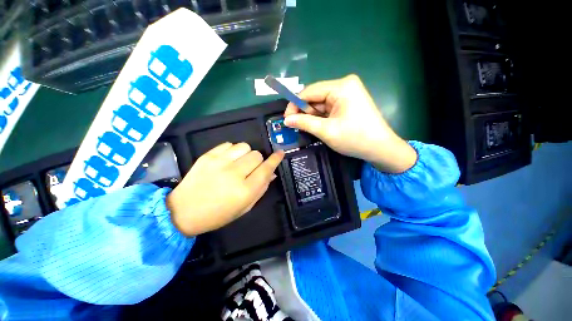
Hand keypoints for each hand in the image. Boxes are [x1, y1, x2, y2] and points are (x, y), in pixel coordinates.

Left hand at [167, 142, 283, 236]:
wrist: (183, 211)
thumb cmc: (218, 214)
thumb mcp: (245, 207)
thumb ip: (261, 189)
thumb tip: (272, 173)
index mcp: (245, 190)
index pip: (266, 169)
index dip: (275, 159)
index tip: (280, 153)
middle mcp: (234, 174)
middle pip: (257, 155)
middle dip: (258, 161)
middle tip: (250, 169)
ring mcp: (219, 163)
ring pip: (244, 146)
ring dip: (246, 154)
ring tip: (238, 162)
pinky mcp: (207, 156)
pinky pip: (229, 144)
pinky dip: (232, 150)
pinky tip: (227, 160)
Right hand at [284, 74, 416, 172]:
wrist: (381, 148)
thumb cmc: (354, 138)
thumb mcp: (326, 131)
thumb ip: (304, 123)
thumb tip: (286, 120)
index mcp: (341, 87)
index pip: (309, 91)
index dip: (294, 105)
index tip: (286, 119)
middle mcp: (344, 85)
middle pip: (315, 97)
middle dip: (304, 112)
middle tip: (295, 126)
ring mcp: (348, 93)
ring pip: (321, 104)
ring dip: (312, 116)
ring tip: (307, 129)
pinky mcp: (349, 102)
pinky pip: (328, 108)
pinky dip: (321, 117)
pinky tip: (318, 126)